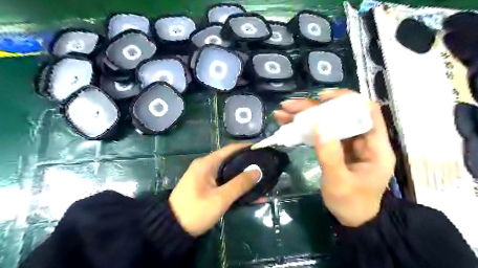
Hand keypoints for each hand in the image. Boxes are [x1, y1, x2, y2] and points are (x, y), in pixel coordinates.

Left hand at [168, 144, 260, 236]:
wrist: (172, 229)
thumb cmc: (195, 211)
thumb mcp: (220, 198)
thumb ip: (239, 184)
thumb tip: (257, 171)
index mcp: (207, 163)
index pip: (230, 149)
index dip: (246, 148)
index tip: (261, 149)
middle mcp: (207, 167)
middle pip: (231, 160)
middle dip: (248, 163)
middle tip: (265, 166)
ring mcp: (207, 178)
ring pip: (229, 173)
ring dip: (244, 177)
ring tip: (262, 179)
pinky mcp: (207, 188)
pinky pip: (225, 183)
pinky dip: (237, 187)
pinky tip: (251, 194)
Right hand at [275, 89, 393, 226]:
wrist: (352, 220)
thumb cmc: (350, 203)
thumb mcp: (338, 182)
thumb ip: (330, 154)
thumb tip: (319, 125)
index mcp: (375, 146)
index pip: (367, 111)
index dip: (346, 99)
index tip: (321, 98)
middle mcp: (363, 140)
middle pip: (340, 114)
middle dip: (314, 108)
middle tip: (289, 106)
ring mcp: (348, 144)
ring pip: (328, 122)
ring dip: (305, 116)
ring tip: (282, 113)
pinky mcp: (336, 148)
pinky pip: (321, 133)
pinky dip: (304, 128)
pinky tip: (288, 124)